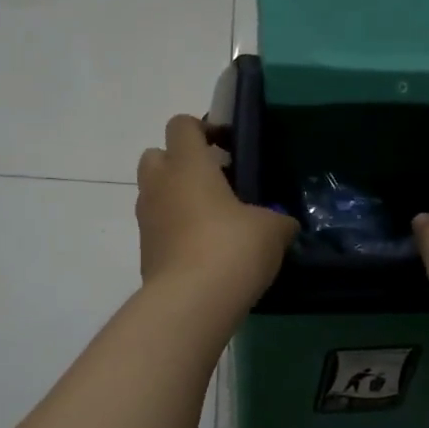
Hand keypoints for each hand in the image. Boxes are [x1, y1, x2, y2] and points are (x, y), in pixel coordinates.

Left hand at [136, 115, 297, 312]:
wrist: (191, 302)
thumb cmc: (232, 248)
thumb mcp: (272, 229)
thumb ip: (278, 219)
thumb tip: (282, 224)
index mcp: (187, 165)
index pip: (182, 125)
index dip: (204, 128)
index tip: (229, 147)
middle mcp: (159, 186)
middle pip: (157, 155)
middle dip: (181, 162)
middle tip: (215, 182)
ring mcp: (147, 220)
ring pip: (156, 194)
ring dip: (178, 198)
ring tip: (215, 220)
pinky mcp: (146, 252)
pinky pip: (160, 228)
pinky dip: (177, 231)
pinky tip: (207, 251)